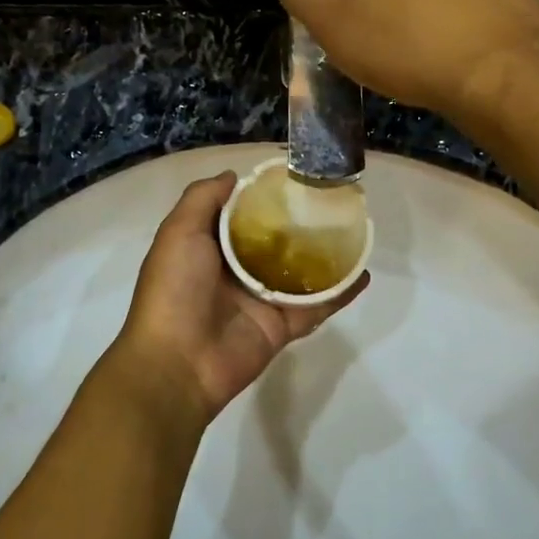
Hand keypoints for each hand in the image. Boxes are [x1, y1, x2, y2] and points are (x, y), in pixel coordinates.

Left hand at [112, 172, 365, 424]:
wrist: (178, 363)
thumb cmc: (175, 289)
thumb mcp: (179, 232)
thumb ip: (203, 199)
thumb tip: (233, 175)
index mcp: (209, 248)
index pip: (241, 215)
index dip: (263, 197)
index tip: (293, 177)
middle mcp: (236, 271)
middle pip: (275, 241)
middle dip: (299, 223)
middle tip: (331, 199)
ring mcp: (261, 299)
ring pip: (300, 271)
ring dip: (325, 254)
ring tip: (355, 229)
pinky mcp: (282, 326)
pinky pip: (317, 305)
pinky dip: (340, 292)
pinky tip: (363, 273)